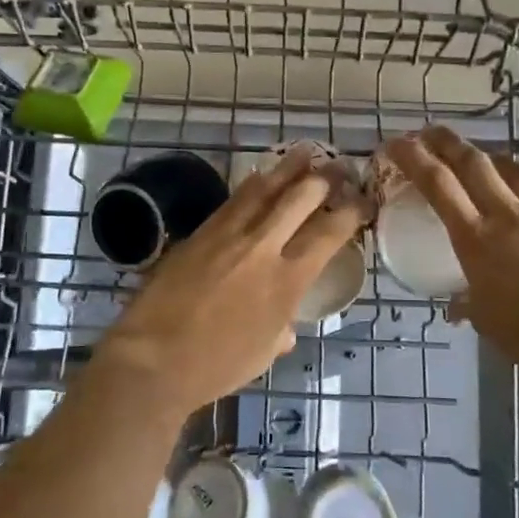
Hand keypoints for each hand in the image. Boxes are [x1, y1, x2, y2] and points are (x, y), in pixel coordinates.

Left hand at [81, 149, 366, 421]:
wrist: (153, 358)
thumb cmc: (215, 366)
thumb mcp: (264, 352)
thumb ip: (281, 328)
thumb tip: (284, 323)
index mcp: (288, 280)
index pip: (330, 233)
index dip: (352, 211)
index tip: (364, 200)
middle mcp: (263, 247)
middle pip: (300, 197)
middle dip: (326, 177)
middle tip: (340, 166)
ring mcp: (228, 234)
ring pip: (264, 188)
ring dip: (289, 167)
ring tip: (306, 151)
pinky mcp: (200, 232)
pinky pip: (233, 199)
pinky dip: (252, 184)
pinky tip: (259, 175)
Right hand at [385, 123, 518, 385]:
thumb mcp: (487, 322)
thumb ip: (468, 305)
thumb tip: (455, 307)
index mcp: (476, 240)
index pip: (438, 187)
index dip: (415, 159)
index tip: (397, 143)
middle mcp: (508, 216)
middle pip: (473, 165)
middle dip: (447, 143)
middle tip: (429, 132)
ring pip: (515, 171)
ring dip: (492, 156)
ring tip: (478, 151)